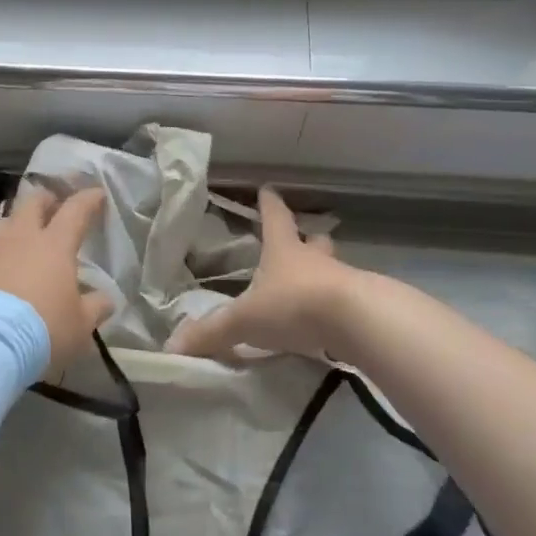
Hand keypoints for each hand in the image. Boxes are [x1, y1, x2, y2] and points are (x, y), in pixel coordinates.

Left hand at [0, 184, 113, 382]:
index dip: (88, 200)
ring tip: (22, 237)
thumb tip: (106, 299)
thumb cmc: (43, 330)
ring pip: (4, 222)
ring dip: (16, 224)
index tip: (97, 194)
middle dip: (46, 199)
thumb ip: (95, 307)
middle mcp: (20, 238)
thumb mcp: (80, 325)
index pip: (75, 210)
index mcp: (54, 245)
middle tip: (54, 206)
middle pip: (32, 202)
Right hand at [167, 188, 349, 360]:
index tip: (268, 189)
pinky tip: (332, 325)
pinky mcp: (363, 308)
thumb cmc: (294, 305)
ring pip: (334, 270)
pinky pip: (347, 303)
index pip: (275, 219)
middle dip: (308, 239)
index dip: (269, 205)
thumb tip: (172, 347)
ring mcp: (344, 282)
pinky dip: (338, 309)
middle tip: (305, 239)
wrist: (357, 322)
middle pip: (314, 241)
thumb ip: (211, 332)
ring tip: (316, 288)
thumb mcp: (245, 320)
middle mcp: (315, 260)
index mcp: (284, 251)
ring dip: (325, 275)